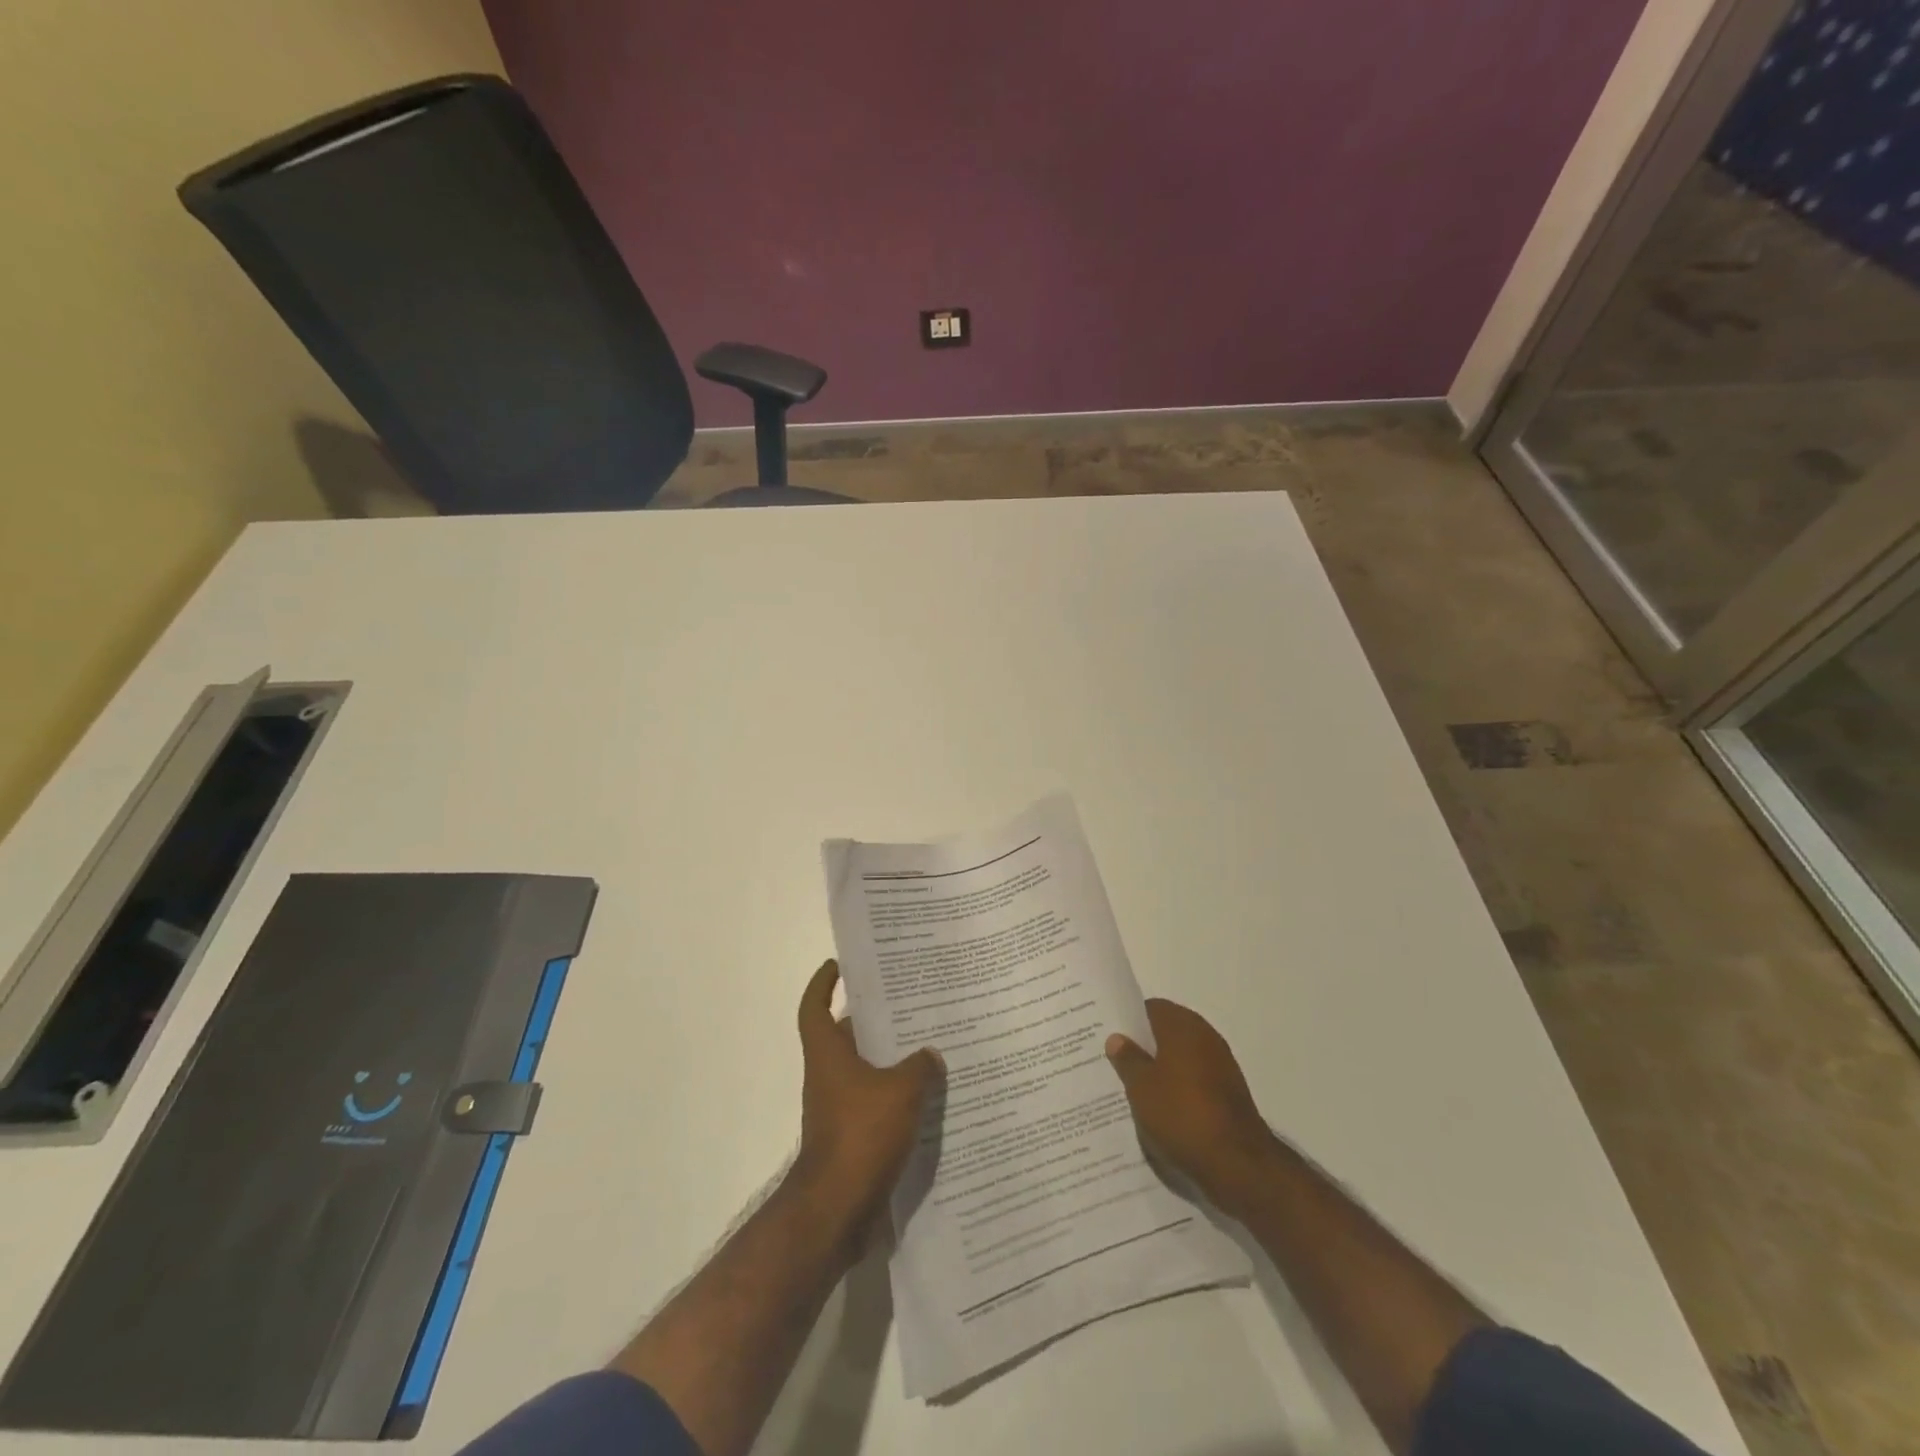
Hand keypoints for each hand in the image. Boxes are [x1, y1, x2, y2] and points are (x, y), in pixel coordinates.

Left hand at [792, 959, 941, 1240]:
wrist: (837, 1210)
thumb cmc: (861, 1135)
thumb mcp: (901, 1090)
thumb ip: (920, 1066)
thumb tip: (931, 1056)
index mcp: (828, 1054)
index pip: (814, 1006)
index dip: (823, 983)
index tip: (840, 965)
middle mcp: (829, 1076)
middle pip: (847, 1036)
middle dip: (874, 1019)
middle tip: (910, 1001)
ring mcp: (839, 1109)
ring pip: (866, 1071)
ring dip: (892, 1060)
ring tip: (931, 1044)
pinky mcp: (853, 1138)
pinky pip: (877, 1104)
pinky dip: (898, 1097)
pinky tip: (931, 1096)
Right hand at [1106, 998, 1275, 1217]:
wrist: (1238, 1163)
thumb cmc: (1182, 1114)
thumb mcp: (1141, 1087)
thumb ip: (1127, 1059)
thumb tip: (1117, 1037)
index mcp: (1183, 1026)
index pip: (1151, 1008)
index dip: (1129, 1019)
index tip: (1109, 1033)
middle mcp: (1205, 1037)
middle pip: (1167, 1032)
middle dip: (1144, 1045)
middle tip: (1116, 1060)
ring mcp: (1221, 1065)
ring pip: (1181, 1057)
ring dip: (1161, 1068)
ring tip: (1134, 1087)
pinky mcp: (1229, 1093)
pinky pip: (1195, 1079)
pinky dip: (1179, 1087)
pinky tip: (1161, 1107)